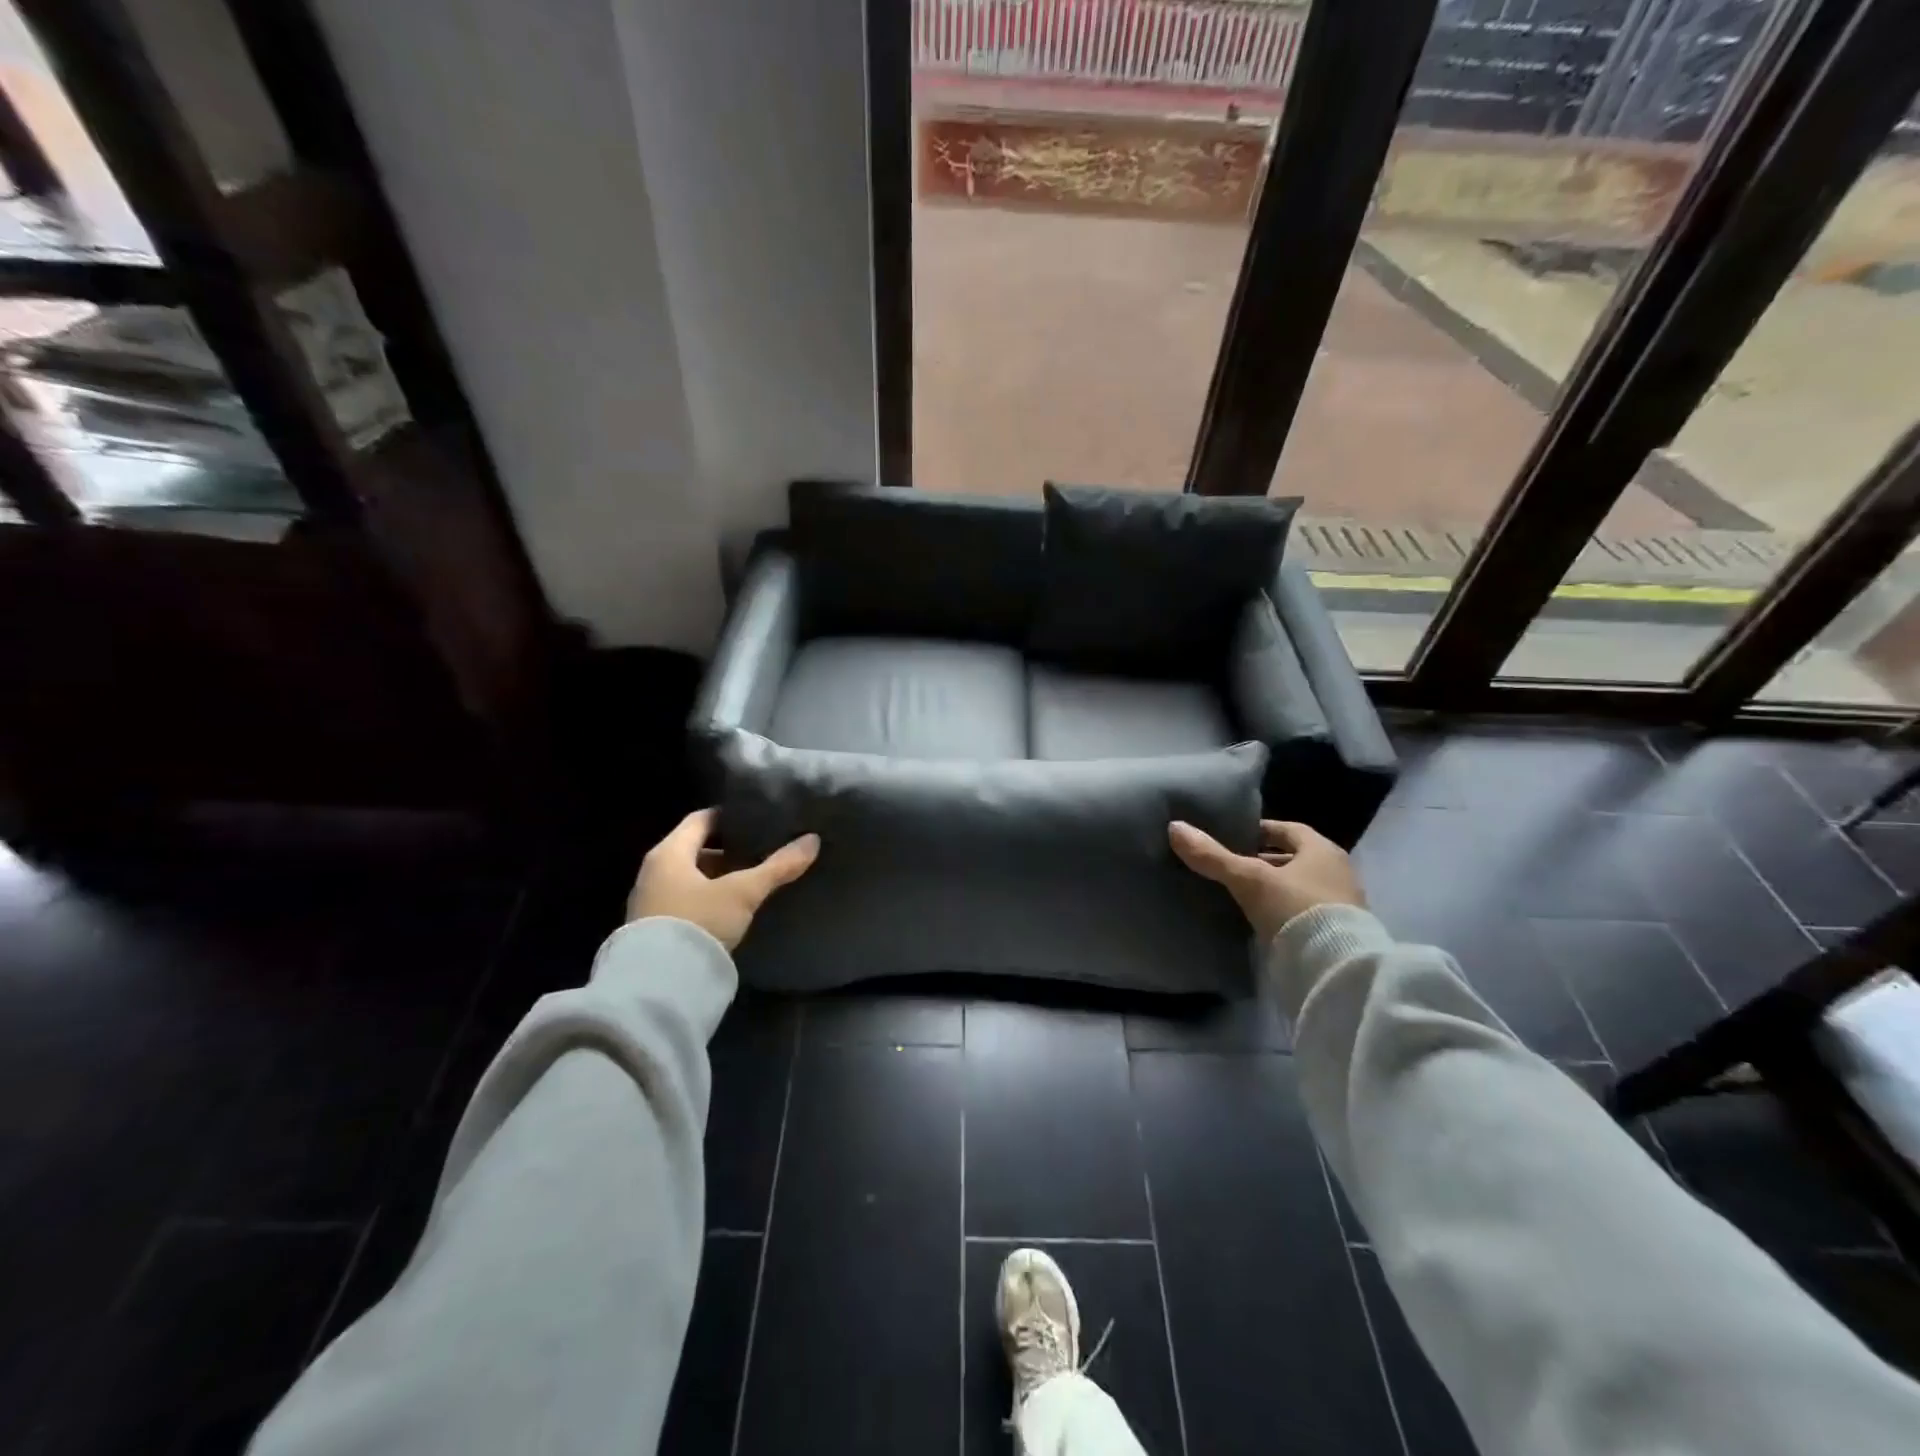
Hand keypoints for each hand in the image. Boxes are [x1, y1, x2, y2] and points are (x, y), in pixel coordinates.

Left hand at [627, 809, 819, 950]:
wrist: (658, 984)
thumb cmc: (698, 922)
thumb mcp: (743, 893)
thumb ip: (777, 867)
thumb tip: (812, 840)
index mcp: (668, 852)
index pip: (700, 819)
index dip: (728, 816)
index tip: (756, 820)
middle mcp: (652, 872)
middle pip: (693, 849)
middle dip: (726, 850)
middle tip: (759, 852)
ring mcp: (648, 902)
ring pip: (688, 877)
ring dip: (716, 877)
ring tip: (749, 882)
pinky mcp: (651, 929)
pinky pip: (682, 901)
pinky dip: (705, 899)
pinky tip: (728, 911)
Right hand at [1168, 818, 1364, 941]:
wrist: (1335, 969)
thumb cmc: (1296, 909)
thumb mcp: (1249, 879)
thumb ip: (1213, 856)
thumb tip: (1174, 828)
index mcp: (1322, 850)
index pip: (1288, 829)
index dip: (1259, 830)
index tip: (1232, 835)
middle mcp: (1336, 872)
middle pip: (1293, 858)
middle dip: (1263, 860)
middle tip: (1229, 865)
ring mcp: (1339, 905)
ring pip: (1296, 886)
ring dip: (1271, 888)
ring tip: (1237, 893)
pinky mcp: (1334, 933)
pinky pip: (1300, 912)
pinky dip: (1279, 911)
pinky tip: (1255, 919)